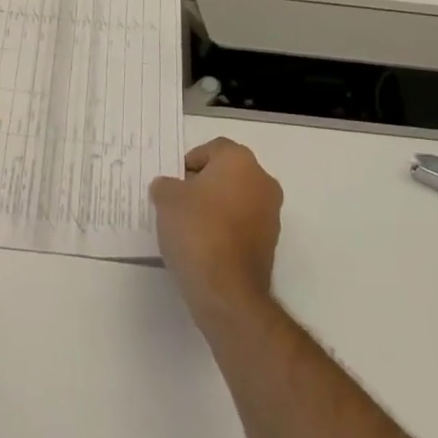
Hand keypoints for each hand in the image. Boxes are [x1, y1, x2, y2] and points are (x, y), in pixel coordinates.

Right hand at [149, 138, 282, 321]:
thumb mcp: (166, 199)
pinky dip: (226, 228)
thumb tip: (169, 187)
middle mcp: (262, 181)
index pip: (213, 148)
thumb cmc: (196, 230)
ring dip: (216, 207)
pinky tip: (204, 245)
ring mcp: (271, 213)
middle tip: (178, 202)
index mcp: (240, 161)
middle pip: (228, 173)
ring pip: (237, 199)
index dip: (190, 162)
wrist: (226, 289)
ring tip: (188, 227)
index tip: (173, 183)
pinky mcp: (271, 242)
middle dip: (203, 184)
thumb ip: (166, 185)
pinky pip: (243, 224)